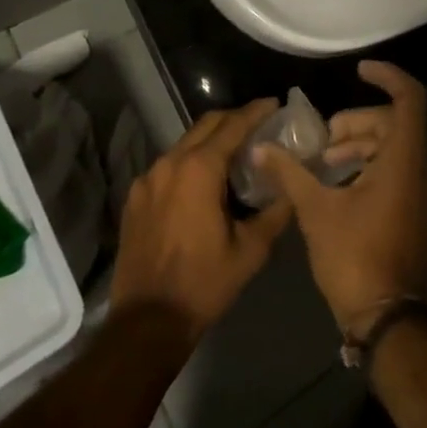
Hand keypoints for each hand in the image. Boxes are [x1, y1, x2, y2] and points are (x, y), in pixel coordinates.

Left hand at [111, 99, 291, 341]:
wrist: (146, 323)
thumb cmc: (203, 284)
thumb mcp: (250, 250)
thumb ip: (275, 211)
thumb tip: (290, 186)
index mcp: (200, 169)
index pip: (233, 124)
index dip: (256, 111)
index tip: (275, 104)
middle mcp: (171, 162)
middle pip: (207, 124)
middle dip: (234, 118)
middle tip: (258, 124)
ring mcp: (148, 178)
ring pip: (186, 143)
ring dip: (211, 140)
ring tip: (234, 153)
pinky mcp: (136, 196)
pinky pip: (168, 165)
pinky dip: (189, 162)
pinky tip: (202, 183)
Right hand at [255, 61, 426, 333]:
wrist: (387, 319)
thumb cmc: (354, 257)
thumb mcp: (316, 210)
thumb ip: (290, 172)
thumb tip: (261, 147)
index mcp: (404, 160)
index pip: (409, 98)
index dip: (387, 76)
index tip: (358, 70)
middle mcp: (420, 169)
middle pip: (394, 121)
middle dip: (357, 121)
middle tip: (324, 138)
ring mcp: (421, 191)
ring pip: (394, 145)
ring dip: (360, 144)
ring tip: (325, 161)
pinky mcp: (415, 209)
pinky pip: (396, 167)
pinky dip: (369, 163)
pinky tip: (339, 182)